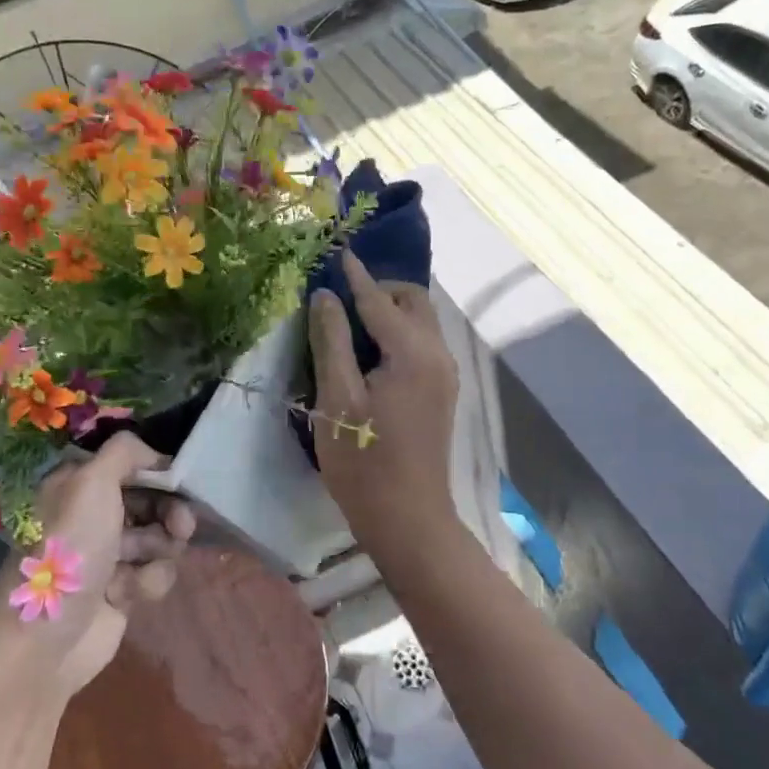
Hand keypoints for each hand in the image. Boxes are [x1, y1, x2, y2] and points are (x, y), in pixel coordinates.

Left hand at [0, 433, 194, 700]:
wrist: (46, 639)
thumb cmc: (69, 551)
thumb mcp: (91, 482)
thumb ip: (125, 452)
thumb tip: (155, 454)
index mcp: (77, 485)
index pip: (128, 464)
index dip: (157, 470)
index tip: (179, 479)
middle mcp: (92, 515)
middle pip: (150, 500)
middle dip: (170, 512)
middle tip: (182, 526)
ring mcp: (107, 554)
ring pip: (158, 537)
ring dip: (160, 550)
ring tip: (145, 566)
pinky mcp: (122, 590)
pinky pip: (154, 572)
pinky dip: (148, 581)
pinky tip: (129, 594)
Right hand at [309, 249, 458, 551]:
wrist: (408, 519)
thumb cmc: (364, 462)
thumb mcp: (336, 399)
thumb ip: (331, 340)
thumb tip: (324, 296)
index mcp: (412, 353)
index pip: (379, 300)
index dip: (354, 275)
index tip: (338, 250)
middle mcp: (437, 355)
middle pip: (411, 302)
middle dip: (378, 290)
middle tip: (338, 296)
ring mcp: (444, 374)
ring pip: (420, 322)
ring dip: (389, 311)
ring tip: (349, 321)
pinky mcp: (442, 392)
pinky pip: (421, 344)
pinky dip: (397, 334)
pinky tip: (370, 351)